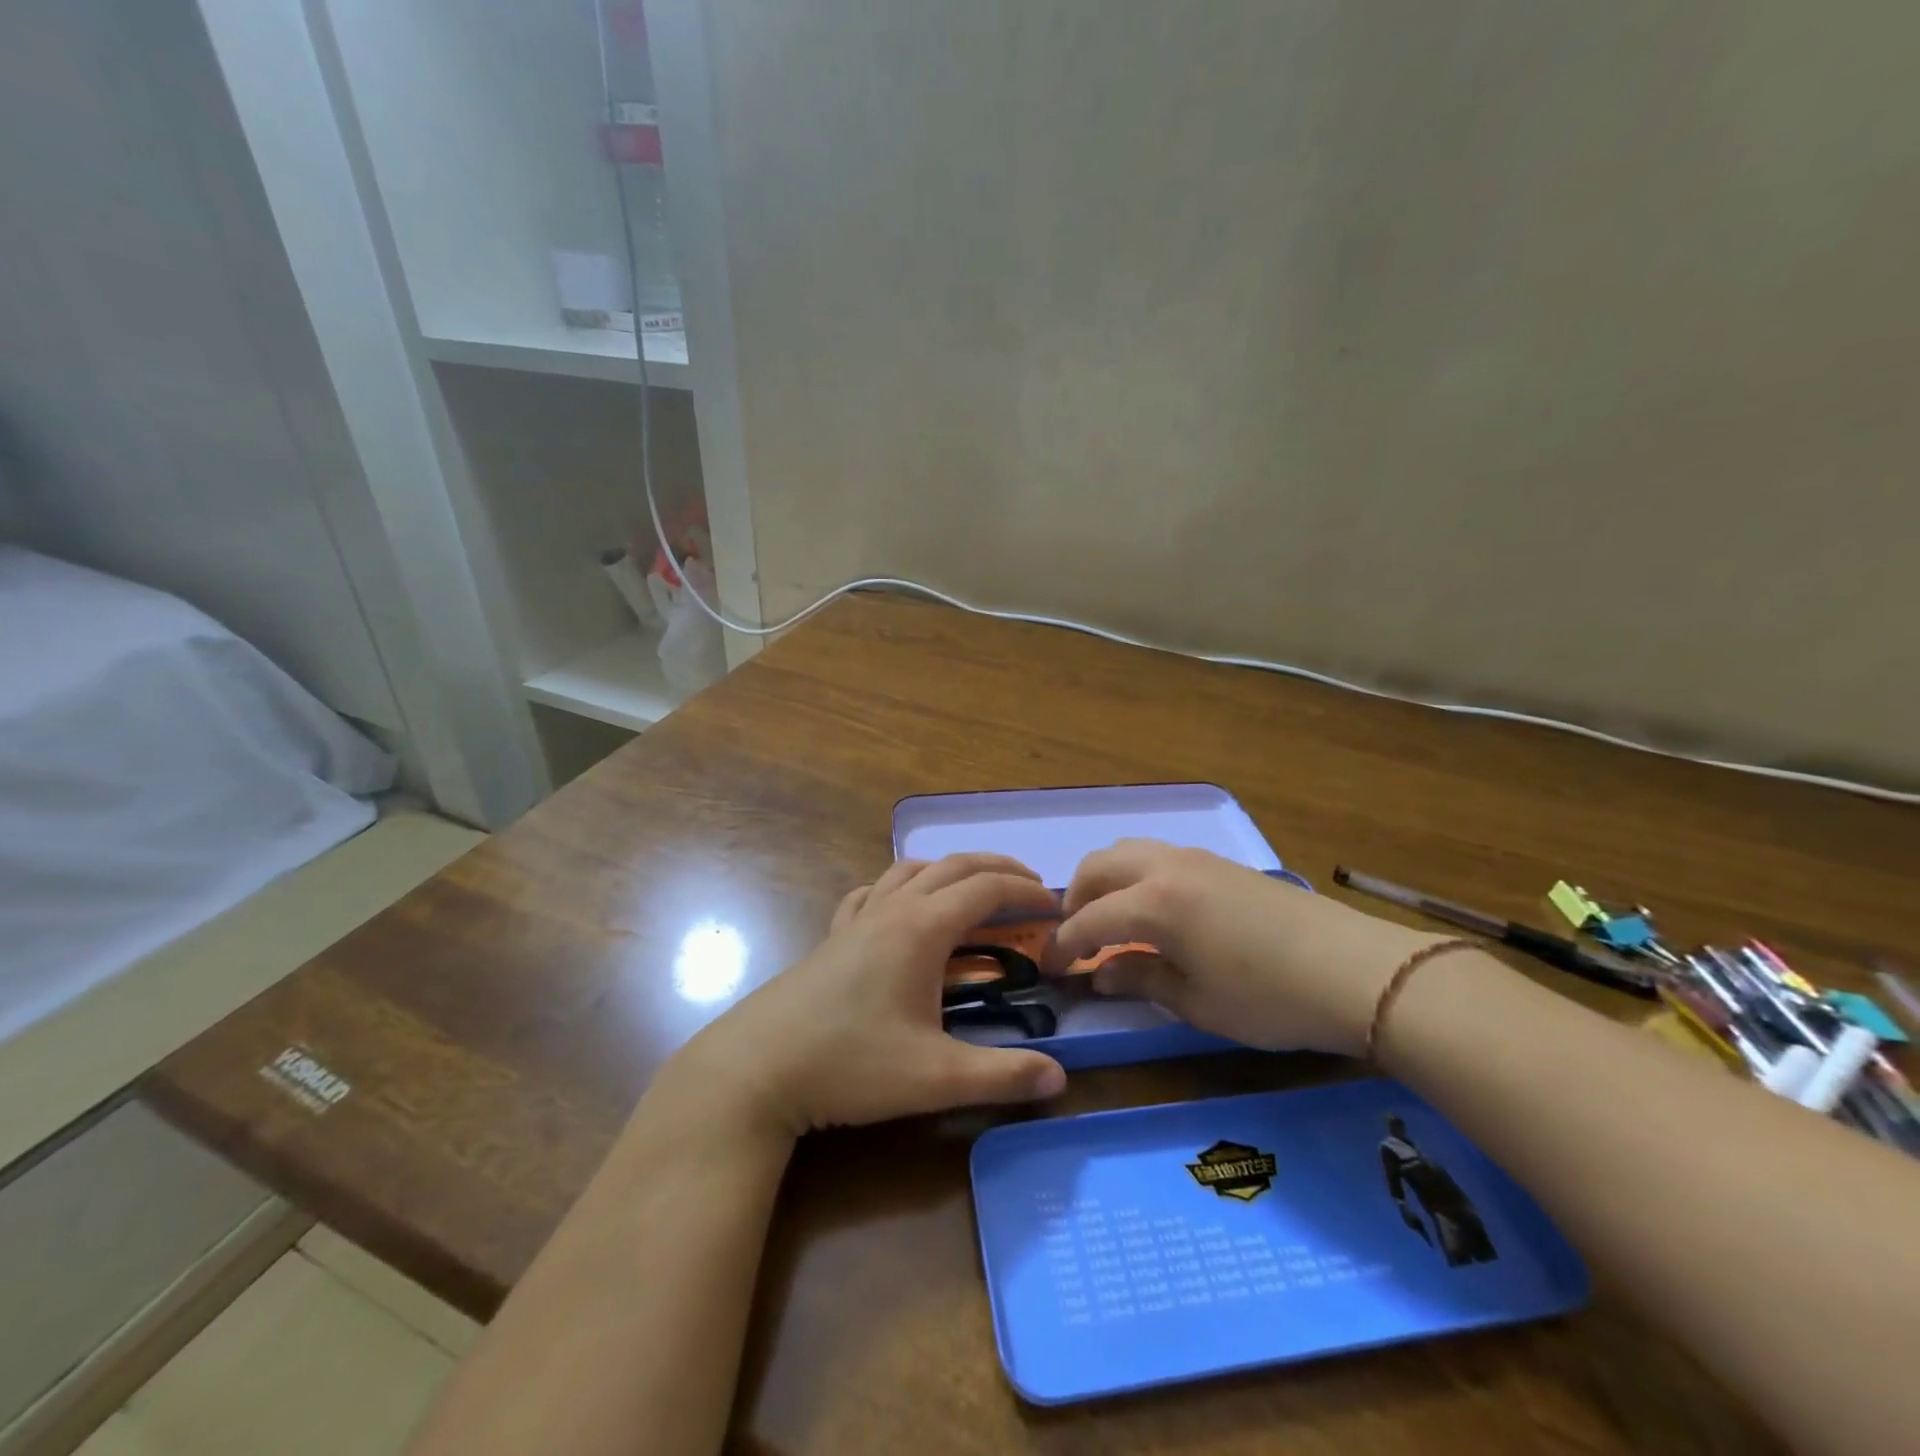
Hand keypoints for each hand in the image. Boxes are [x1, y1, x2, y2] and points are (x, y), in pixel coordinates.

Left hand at [666, 854, 1068, 1137]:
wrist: (758, 1068)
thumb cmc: (850, 1064)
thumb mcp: (934, 1077)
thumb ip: (1001, 1076)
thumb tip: (1060, 1079)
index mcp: (921, 928)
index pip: (987, 890)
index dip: (1027, 893)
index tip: (1056, 908)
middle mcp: (892, 909)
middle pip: (954, 866)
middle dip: (999, 870)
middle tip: (1032, 889)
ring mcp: (858, 918)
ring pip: (911, 870)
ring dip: (951, 870)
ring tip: (975, 891)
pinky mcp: (834, 936)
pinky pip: (873, 891)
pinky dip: (901, 886)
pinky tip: (900, 908)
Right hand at [1053, 839, 1444, 1056]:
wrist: (1356, 971)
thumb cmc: (1269, 998)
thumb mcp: (1196, 1002)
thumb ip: (1140, 979)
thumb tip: (1100, 974)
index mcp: (1153, 903)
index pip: (1089, 920)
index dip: (1064, 945)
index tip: (1050, 967)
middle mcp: (1166, 868)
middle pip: (1098, 866)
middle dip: (1075, 899)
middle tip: (1075, 938)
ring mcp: (1196, 859)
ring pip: (1128, 851)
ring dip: (1105, 880)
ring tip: (1110, 918)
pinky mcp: (1221, 863)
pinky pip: (1157, 855)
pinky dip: (1135, 875)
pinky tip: (1152, 910)